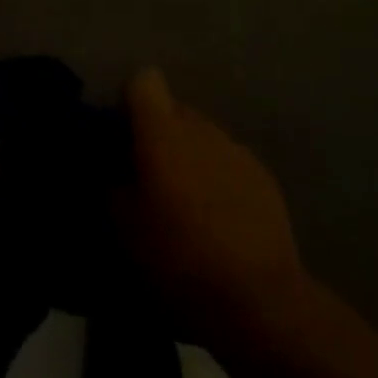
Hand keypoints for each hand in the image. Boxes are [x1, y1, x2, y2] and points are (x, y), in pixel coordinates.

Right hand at [117, 68, 307, 339]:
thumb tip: (113, 167)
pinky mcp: (264, 174)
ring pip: (203, 135)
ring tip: (186, 201)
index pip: (144, 81)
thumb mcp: (124, 227)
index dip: (131, 102)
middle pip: (174, 109)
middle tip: (149, 175)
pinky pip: (229, 160)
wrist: (256, 296)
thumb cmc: (178, 258)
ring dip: (190, 155)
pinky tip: (218, 218)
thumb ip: (113, 184)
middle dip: (159, 133)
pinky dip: (218, 176)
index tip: (123, 134)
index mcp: (163, 132)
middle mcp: (202, 128)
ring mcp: (237, 149)